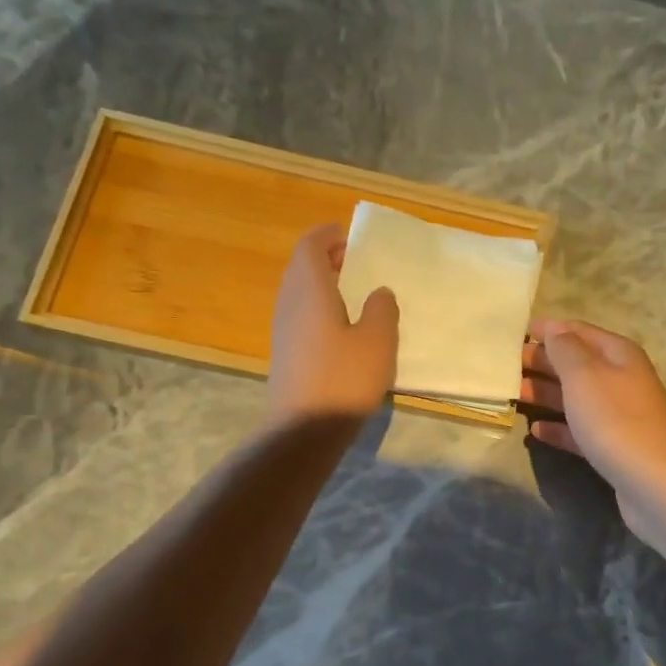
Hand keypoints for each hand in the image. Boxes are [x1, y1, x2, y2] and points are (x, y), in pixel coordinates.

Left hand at [267, 224, 398, 420]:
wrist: (304, 430)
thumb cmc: (344, 378)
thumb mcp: (378, 340)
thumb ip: (382, 309)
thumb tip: (379, 292)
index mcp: (309, 289)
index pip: (310, 245)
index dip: (329, 235)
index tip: (353, 237)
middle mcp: (289, 302)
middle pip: (302, 267)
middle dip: (327, 258)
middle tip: (358, 262)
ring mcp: (283, 330)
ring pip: (300, 292)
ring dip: (323, 284)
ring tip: (355, 292)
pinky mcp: (286, 354)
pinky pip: (301, 315)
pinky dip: (320, 308)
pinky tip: (344, 328)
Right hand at [521, 319, 665, 523]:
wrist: (654, 481)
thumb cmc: (615, 419)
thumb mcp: (585, 375)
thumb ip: (565, 349)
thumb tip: (554, 330)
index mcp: (617, 354)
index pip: (578, 331)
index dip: (548, 330)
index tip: (513, 333)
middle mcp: (620, 379)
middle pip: (575, 364)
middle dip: (541, 362)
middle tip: (502, 366)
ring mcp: (618, 415)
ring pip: (574, 398)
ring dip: (544, 394)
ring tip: (512, 395)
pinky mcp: (612, 447)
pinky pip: (579, 430)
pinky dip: (558, 428)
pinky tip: (535, 431)